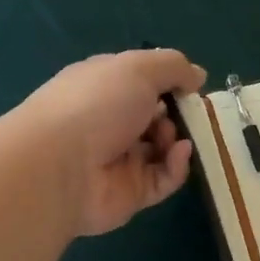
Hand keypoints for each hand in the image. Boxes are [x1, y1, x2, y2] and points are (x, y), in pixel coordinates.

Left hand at [22, 49, 207, 236]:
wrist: (61, 166)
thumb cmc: (97, 104)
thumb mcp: (138, 68)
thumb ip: (173, 67)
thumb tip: (198, 76)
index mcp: (104, 87)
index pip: (140, 83)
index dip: (167, 83)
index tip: (190, 86)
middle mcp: (110, 123)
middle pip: (155, 118)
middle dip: (178, 113)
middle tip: (190, 113)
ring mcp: (120, 160)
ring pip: (163, 150)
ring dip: (178, 138)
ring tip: (176, 135)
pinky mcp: (132, 193)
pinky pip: (164, 179)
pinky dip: (177, 166)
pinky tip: (180, 152)